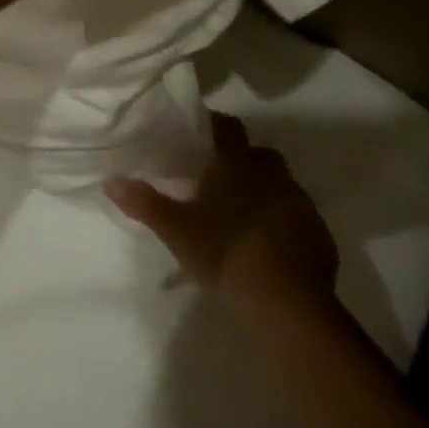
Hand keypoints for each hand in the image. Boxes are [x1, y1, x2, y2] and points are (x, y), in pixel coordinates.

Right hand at [108, 115, 338, 316]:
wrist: (285, 303)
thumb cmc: (224, 253)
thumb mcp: (175, 230)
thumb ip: (143, 202)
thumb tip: (110, 179)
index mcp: (236, 166)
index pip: (227, 127)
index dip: (214, 124)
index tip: (199, 132)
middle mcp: (272, 176)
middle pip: (259, 154)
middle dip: (242, 160)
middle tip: (219, 179)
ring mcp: (300, 204)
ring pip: (281, 184)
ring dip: (264, 191)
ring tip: (241, 214)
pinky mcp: (319, 234)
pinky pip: (298, 216)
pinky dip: (283, 221)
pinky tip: (267, 243)